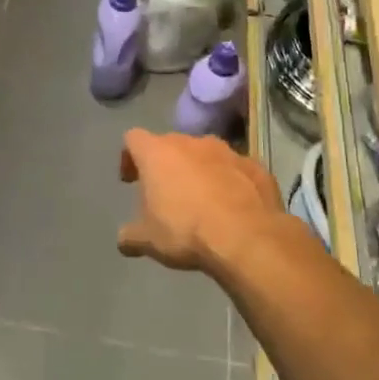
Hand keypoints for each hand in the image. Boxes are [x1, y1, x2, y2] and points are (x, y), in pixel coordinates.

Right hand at [116, 129, 281, 272]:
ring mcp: (226, 150)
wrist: (247, 236)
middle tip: (165, 194)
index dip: (129, 157)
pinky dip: (229, 182)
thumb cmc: (185, 230)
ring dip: (199, 170)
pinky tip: (232, 207)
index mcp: (157, 153)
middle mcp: (190, 142)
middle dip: (166, 165)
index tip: (131, 181)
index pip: (133, 139)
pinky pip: (235, 169)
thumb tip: (123, 240)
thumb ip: (131, 236)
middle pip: (170, 144)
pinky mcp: (254, 165)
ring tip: (202, 201)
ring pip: (204, 154)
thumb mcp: (148, 240)